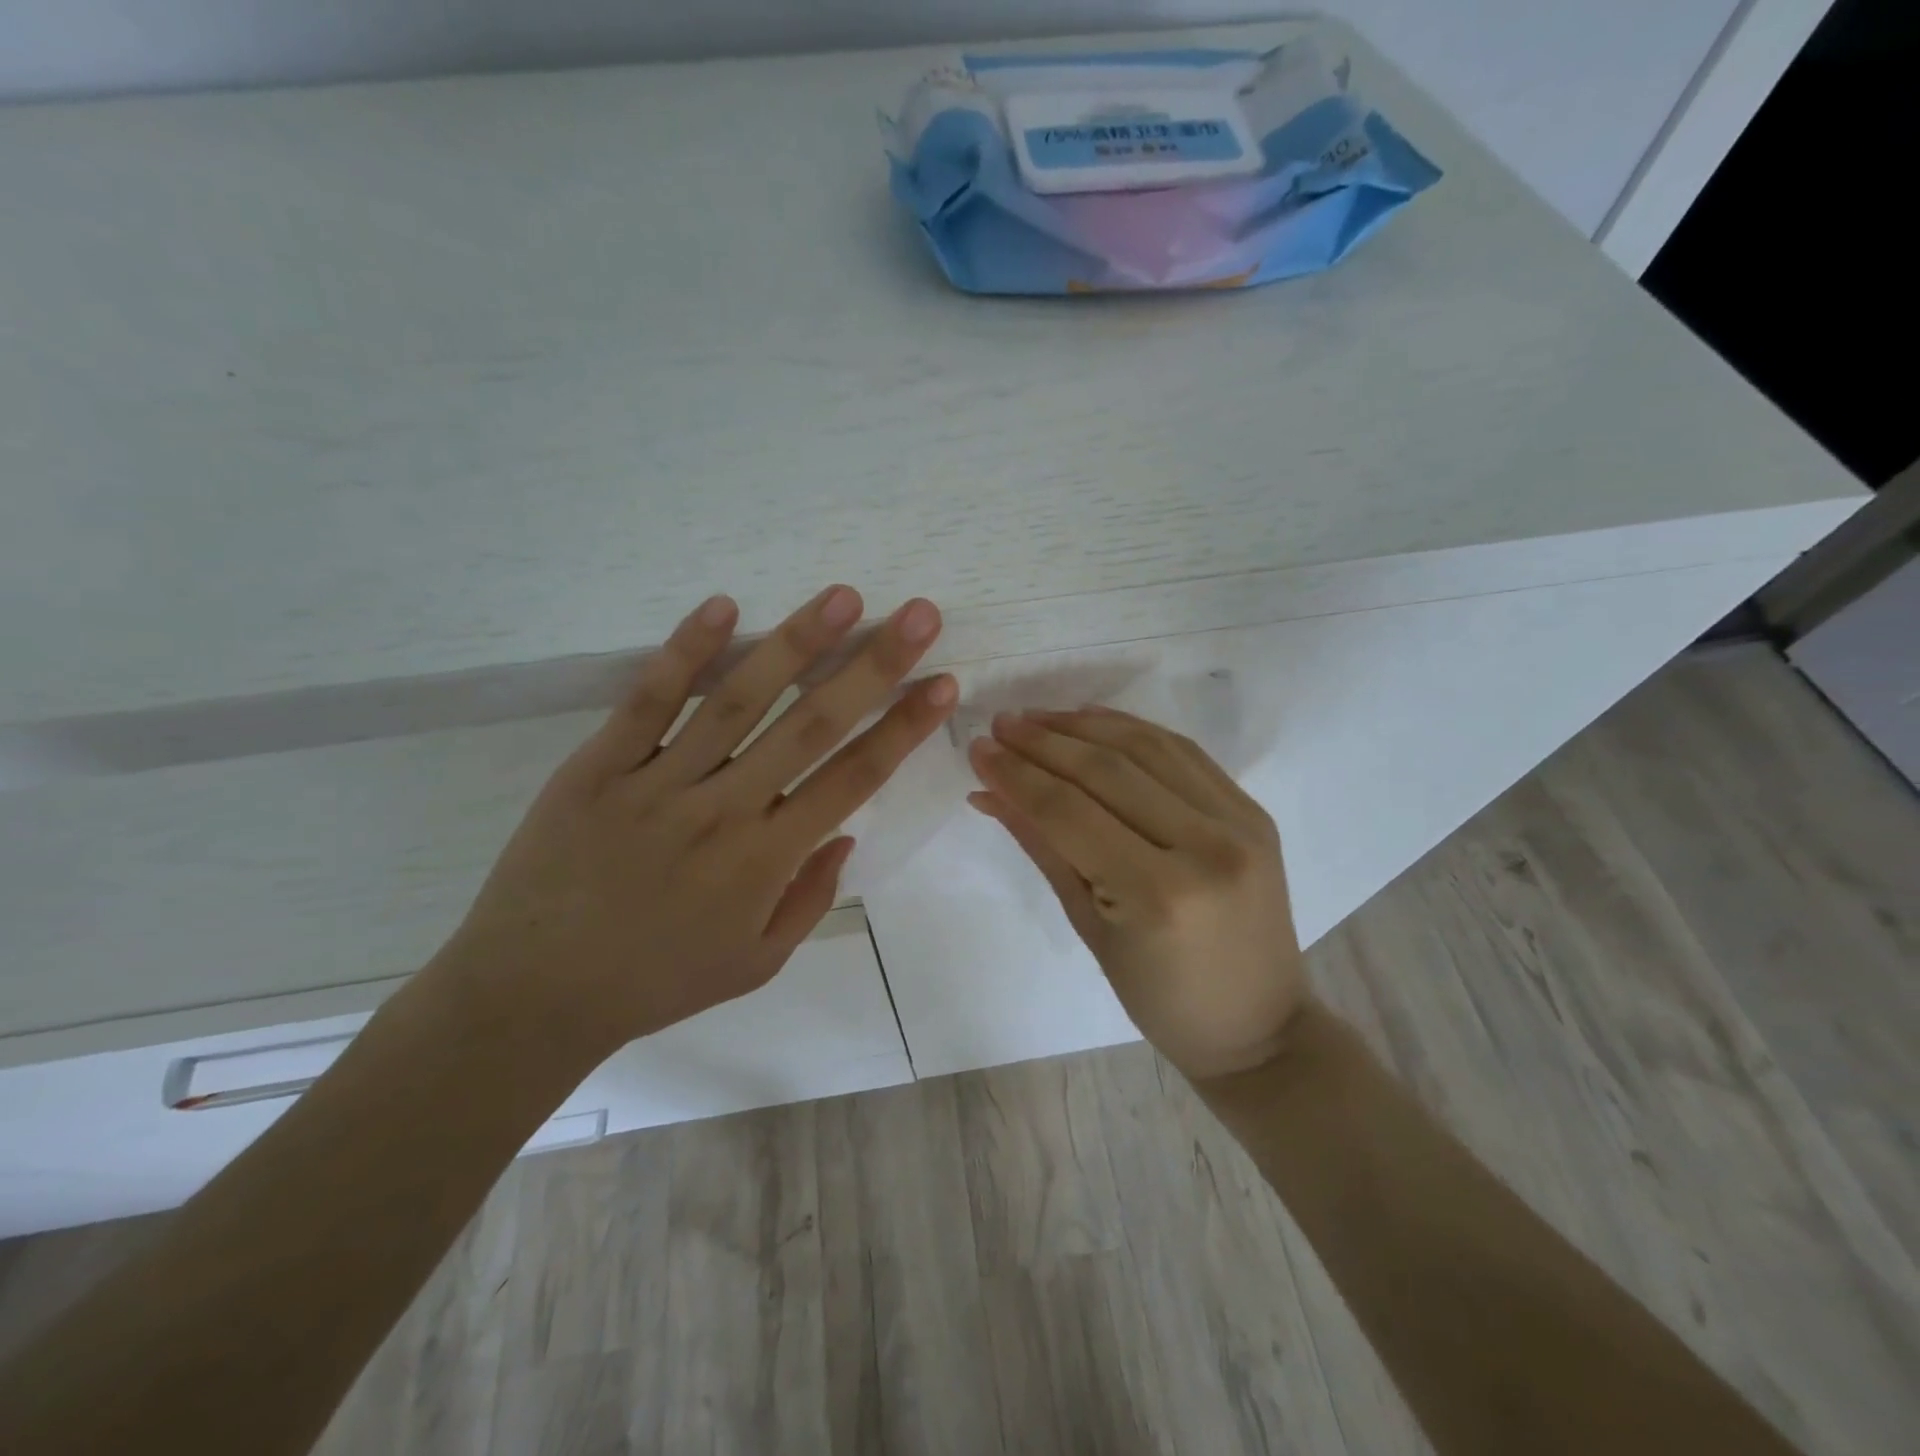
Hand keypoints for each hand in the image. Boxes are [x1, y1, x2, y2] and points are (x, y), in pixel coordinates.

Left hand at [432, 586, 955, 1064]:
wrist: (532, 994)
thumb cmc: (657, 981)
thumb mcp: (756, 964)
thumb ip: (809, 897)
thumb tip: (845, 832)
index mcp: (766, 860)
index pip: (854, 778)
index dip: (903, 727)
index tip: (942, 681)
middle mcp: (724, 810)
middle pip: (812, 725)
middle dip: (874, 666)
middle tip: (918, 614)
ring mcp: (659, 783)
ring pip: (738, 700)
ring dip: (796, 644)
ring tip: (842, 596)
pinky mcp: (599, 767)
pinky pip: (648, 702)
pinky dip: (684, 652)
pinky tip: (722, 606)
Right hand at [967, 707, 1308, 1081]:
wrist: (1258, 1025)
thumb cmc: (1161, 999)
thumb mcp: (1089, 928)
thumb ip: (1043, 848)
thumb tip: (989, 792)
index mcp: (1158, 894)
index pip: (1070, 813)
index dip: (1018, 776)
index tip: (979, 750)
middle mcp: (1206, 846)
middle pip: (1108, 772)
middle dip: (1044, 743)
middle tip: (1000, 725)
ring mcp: (1239, 823)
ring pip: (1147, 748)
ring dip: (1085, 726)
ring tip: (1037, 717)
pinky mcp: (1253, 811)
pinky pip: (1184, 753)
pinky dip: (1133, 730)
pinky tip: (1094, 721)